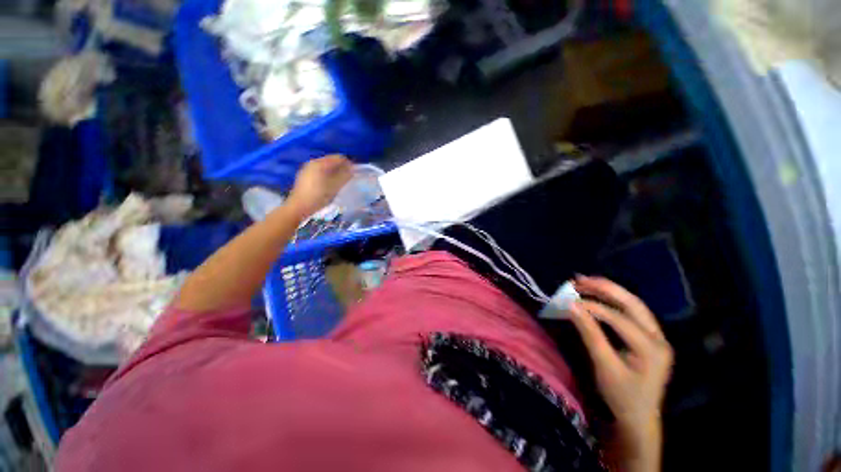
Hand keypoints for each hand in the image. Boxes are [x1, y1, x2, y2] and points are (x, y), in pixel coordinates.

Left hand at [287, 155, 352, 217]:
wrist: (299, 207)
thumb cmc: (318, 196)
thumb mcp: (334, 187)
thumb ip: (344, 176)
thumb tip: (352, 169)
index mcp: (320, 163)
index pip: (338, 158)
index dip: (348, 163)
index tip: (354, 172)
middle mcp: (313, 162)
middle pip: (331, 161)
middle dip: (341, 167)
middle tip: (349, 177)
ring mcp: (307, 169)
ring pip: (325, 166)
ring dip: (334, 172)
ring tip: (341, 182)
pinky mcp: (305, 176)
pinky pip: (320, 171)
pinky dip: (327, 175)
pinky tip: (330, 184)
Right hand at [568, 276, 672, 469]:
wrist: (639, 418)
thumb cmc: (621, 396)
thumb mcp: (604, 367)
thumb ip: (590, 334)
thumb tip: (571, 306)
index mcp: (652, 348)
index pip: (619, 319)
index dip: (593, 307)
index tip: (568, 300)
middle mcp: (659, 337)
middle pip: (633, 304)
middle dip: (605, 288)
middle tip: (580, 279)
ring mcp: (657, 336)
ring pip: (634, 304)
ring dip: (609, 291)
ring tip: (586, 281)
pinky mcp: (650, 337)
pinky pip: (632, 312)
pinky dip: (614, 300)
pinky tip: (599, 295)